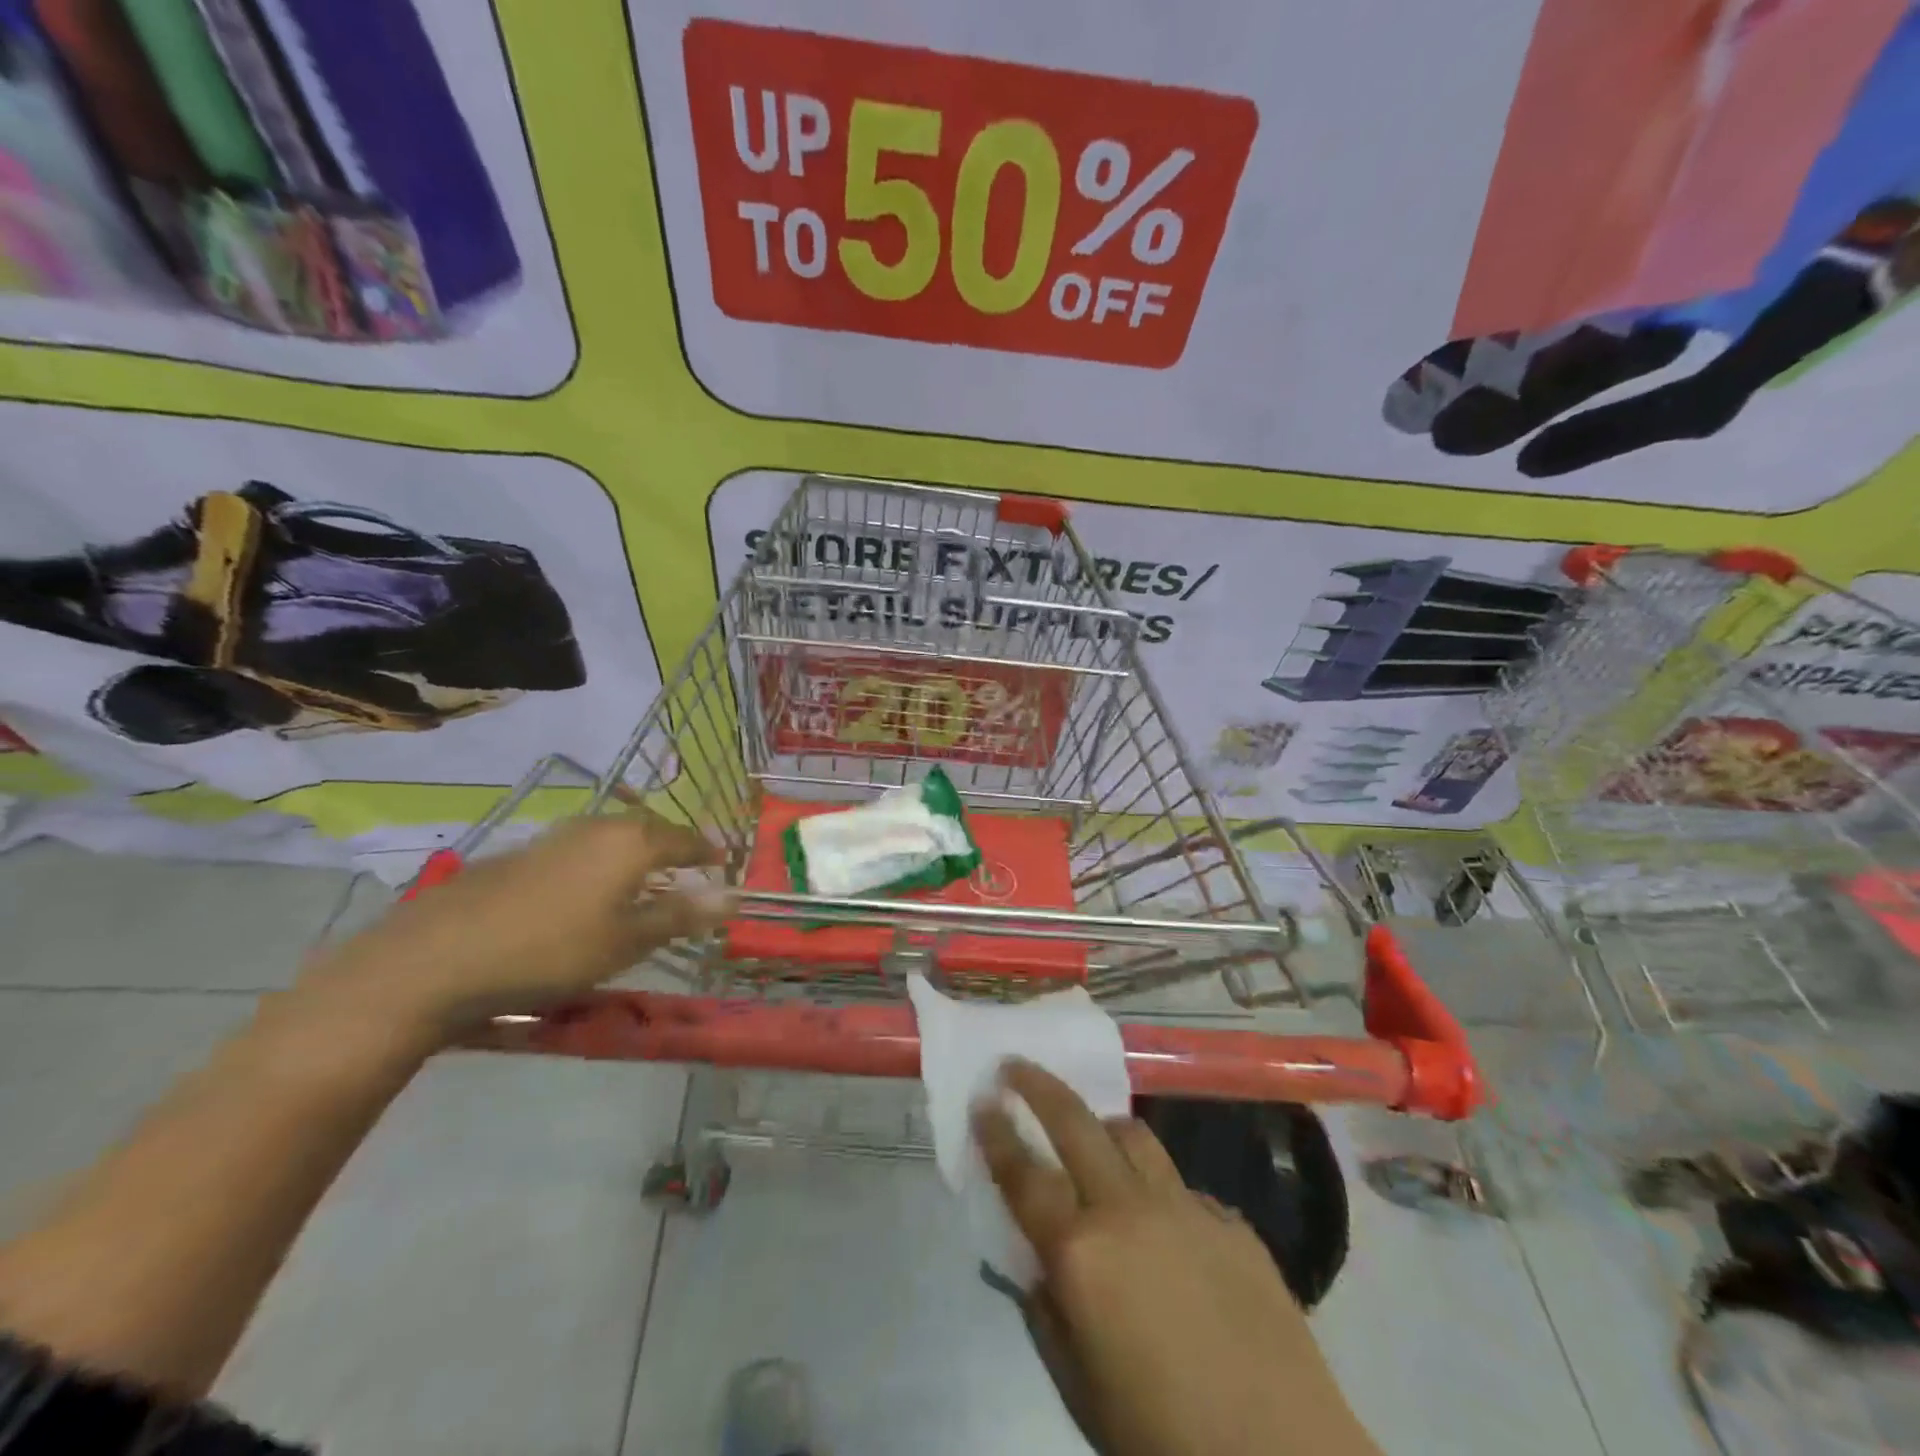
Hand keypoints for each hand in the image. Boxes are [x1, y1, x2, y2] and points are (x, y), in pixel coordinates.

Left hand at [298, 814, 734, 1042]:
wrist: (437, 957)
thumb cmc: (552, 949)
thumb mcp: (627, 941)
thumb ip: (681, 915)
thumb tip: (734, 897)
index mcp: (631, 842)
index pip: (685, 838)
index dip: (707, 851)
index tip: (723, 862)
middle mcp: (597, 827)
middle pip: (648, 830)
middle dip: (672, 848)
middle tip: (686, 869)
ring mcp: (555, 837)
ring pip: (610, 837)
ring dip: (634, 854)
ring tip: (642, 880)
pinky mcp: (520, 854)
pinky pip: (579, 850)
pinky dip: (599, 864)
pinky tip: (586, 892)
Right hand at [974, 1062, 1378, 1455]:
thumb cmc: (1162, 1437)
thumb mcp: (1081, 1387)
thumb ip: (1048, 1312)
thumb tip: (1038, 1264)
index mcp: (1081, 1253)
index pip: (1023, 1174)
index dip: (996, 1132)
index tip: (981, 1098)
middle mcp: (1128, 1209)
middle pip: (1075, 1122)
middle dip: (1038, 1086)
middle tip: (1015, 1067)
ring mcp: (1185, 1207)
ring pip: (1133, 1135)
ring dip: (1101, 1126)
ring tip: (1090, 1133)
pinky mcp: (1231, 1221)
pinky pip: (1180, 1185)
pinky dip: (1157, 1188)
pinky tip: (1164, 1224)